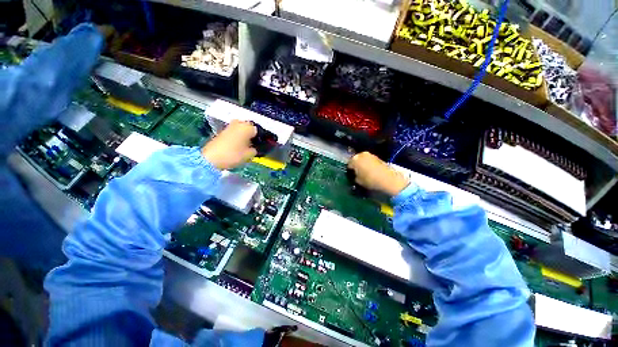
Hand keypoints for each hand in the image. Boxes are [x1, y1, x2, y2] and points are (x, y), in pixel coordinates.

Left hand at [201, 120, 256, 169]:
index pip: (259, 130)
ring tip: (246, 145)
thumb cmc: (233, 155)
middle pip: (249, 127)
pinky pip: (234, 132)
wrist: (211, 158)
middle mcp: (238, 123)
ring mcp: (229, 126)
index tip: (261, 144)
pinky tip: (238, 145)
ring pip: (241, 129)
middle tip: (254, 144)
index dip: (261, 138)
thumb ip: (255, 150)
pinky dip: (237, 136)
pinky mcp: (222, 131)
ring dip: (244, 135)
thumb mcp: (249, 155)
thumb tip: (255, 148)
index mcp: (247, 127)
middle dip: (252, 134)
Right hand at [348, 152, 409, 196]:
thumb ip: (354, 177)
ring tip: (364, 172)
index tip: (351, 176)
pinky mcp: (377, 157)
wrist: (388, 179)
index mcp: (354, 159)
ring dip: (362, 164)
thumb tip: (355, 175)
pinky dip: (368, 164)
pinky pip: (369, 160)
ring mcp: (370, 154)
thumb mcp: (358, 181)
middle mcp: (361, 154)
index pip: (348, 165)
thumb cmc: (369, 180)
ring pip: (363, 159)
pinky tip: (371, 171)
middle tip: (357, 173)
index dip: (349, 171)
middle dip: (356, 166)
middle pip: (355, 160)